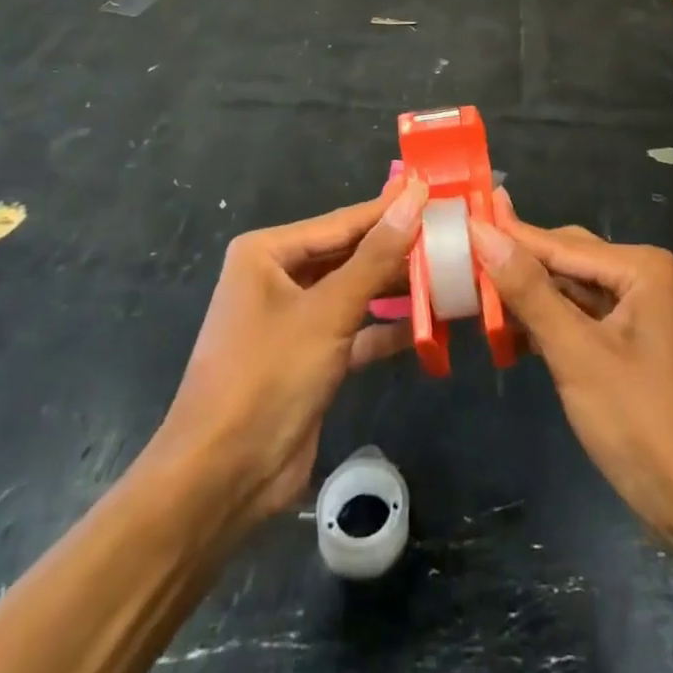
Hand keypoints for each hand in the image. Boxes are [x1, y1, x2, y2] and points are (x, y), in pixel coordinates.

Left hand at [137, 174, 426, 528]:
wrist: (220, 481)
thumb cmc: (268, 376)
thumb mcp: (328, 311)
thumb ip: (376, 255)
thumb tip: (414, 197)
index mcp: (268, 252)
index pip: (343, 221)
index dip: (391, 208)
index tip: (437, 191)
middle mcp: (279, 277)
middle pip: (350, 254)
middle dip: (398, 250)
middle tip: (452, 234)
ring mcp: (293, 319)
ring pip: (355, 292)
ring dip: (397, 289)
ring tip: (450, 275)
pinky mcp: (309, 357)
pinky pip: (354, 330)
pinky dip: (386, 328)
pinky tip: (429, 324)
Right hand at [469, 196, 672, 540]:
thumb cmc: (642, 424)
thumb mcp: (577, 354)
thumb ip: (529, 291)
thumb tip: (483, 232)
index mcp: (640, 267)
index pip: (559, 243)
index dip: (508, 235)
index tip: (460, 221)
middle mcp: (642, 277)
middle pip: (566, 260)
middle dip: (518, 267)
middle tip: (460, 263)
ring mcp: (640, 311)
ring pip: (571, 290)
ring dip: (529, 298)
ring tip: (474, 295)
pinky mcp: (632, 343)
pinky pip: (582, 317)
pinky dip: (548, 323)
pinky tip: (512, 332)